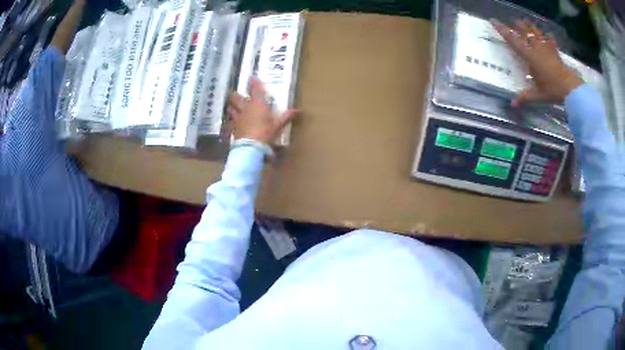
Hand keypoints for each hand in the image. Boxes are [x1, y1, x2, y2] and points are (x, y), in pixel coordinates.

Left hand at [227, 78, 296, 143]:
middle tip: (236, 94)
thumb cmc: (266, 133)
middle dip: (236, 95)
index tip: (251, 77)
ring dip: (231, 107)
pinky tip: (231, 124)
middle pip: (236, 97)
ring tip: (232, 107)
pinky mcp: (233, 127)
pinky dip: (230, 122)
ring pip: (231, 108)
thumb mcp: (278, 126)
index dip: (253, 82)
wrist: (251, 147)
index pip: (255, 90)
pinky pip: (230, 122)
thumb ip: (286, 117)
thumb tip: (297, 111)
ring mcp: (237, 117)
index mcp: (258, 104)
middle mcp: (246, 108)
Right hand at [491, 20, 583, 106]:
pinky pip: (551, 42)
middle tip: (514, 22)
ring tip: (526, 22)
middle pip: (525, 31)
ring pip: (536, 32)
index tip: (494, 21)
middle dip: (519, 26)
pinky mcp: (555, 52)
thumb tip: (512, 104)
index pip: (513, 40)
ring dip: (531, 27)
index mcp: (529, 56)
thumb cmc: (553, 89)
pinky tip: (549, 36)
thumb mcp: (538, 95)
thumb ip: (525, 97)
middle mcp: (536, 48)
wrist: (571, 88)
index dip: (502, 30)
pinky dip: (549, 39)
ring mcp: (546, 48)